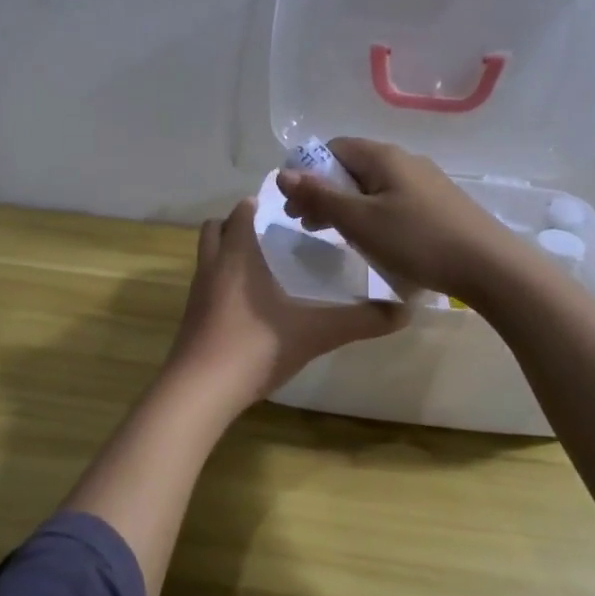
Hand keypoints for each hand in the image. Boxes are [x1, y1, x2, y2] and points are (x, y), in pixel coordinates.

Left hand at [165, 197, 407, 407]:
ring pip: (208, 258)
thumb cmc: (255, 347)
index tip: (286, 208)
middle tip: (272, 236)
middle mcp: (212, 266)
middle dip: (238, 225)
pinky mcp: (190, 319)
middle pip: (215, 229)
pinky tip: (249, 307)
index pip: (241, 212)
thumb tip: (403, 312)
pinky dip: (223, 284)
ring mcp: (196, 294)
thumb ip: (358, 321)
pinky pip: (206, 287)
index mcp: (238, 255)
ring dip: (228, 254)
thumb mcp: (314, 333)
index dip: (258, 204)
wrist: (200, 391)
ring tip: (263, 269)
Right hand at [276, 137, 515, 299]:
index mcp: (383, 156)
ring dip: (346, 207)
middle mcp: (404, 160)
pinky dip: (371, 215)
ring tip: (333, 236)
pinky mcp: (438, 205)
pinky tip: (372, 241)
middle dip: (324, 192)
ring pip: (372, 187)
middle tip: (307, 225)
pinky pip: (392, 201)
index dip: (307, 172)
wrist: (489, 266)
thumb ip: (320, 196)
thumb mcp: (360, 221)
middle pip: (352, 167)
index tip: (294, 205)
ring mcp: (425, 182)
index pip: (333, 148)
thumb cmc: (417, 240)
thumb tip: (283, 172)